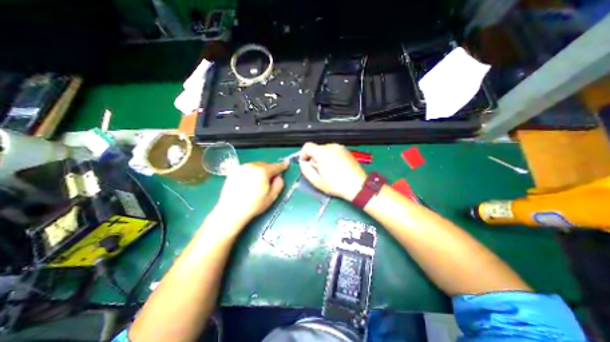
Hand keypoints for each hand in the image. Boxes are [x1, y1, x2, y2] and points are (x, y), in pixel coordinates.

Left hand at [212, 160, 288, 225]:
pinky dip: (251, 172)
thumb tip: (279, 176)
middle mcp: (252, 166)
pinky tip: (249, 182)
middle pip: (265, 165)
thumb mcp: (272, 196)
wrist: (231, 211)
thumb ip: (279, 183)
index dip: (283, 165)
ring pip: (256, 166)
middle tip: (270, 179)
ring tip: (258, 182)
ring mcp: (242, 168)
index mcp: (263, 171)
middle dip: (269, 170)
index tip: (287, 163)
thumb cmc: (254, 205)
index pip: (276, 166)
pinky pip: (247, 169)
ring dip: (260, 171)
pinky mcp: (234, 171)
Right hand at [299, 143, 366, 200]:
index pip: (307, 146)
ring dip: (322, 157)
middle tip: (318, 170)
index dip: (303, 155)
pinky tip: (335, 168)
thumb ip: (306, 170)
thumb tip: (303, 164)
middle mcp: (331, 147)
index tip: (306, 163)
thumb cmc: (338, 185)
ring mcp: (340, 148)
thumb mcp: (317, 181)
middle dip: (313, 158)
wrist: (358, 186)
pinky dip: (330, 157)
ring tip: (327, 170)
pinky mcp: (346, 151)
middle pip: (316, 148)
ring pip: (325, 149)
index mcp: (323, 153)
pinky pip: (333, 151)